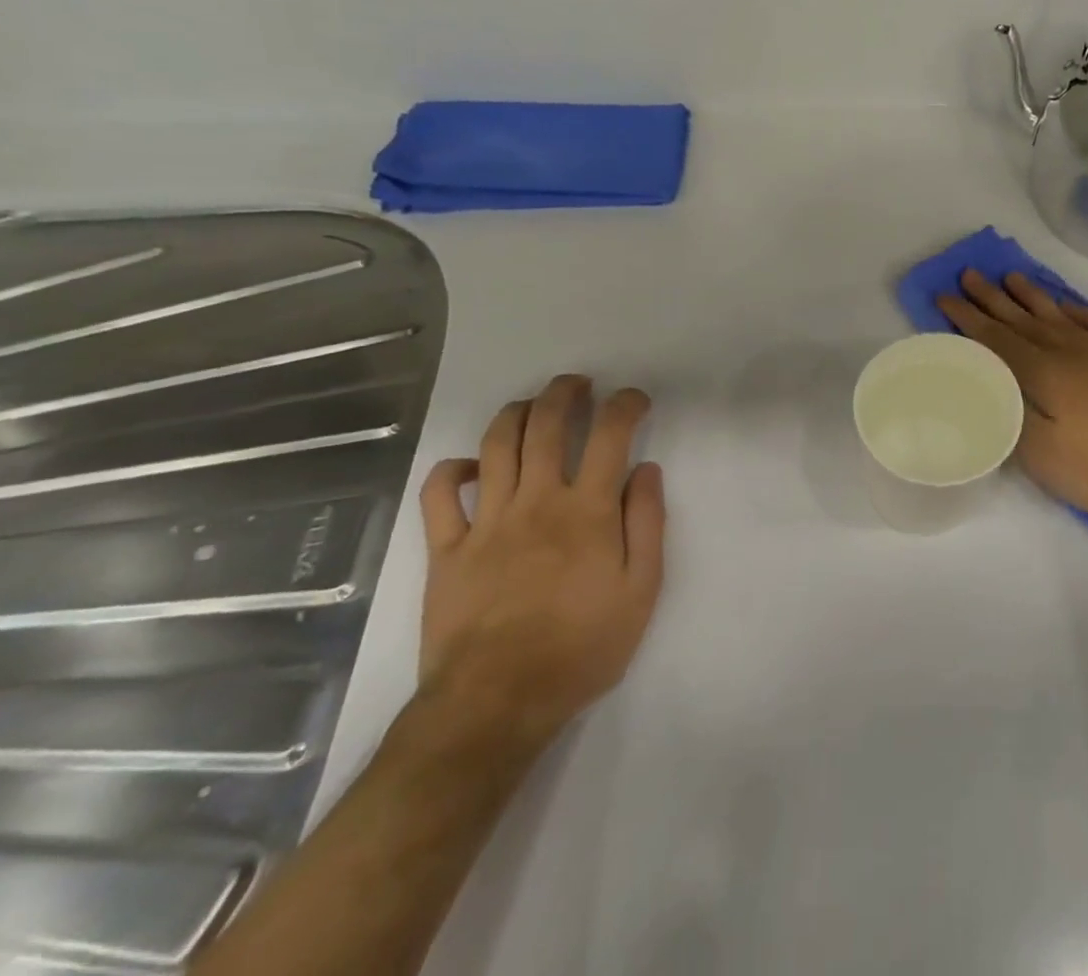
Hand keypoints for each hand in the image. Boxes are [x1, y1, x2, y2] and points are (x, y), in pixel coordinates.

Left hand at [416, 375, 665, 751]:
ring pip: (496, 445)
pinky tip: (472, 466)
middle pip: (546, 425)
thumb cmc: (582, 647)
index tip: (634, 400)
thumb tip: (647, 469)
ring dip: (516, 413)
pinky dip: (453, 469)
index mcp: (588, 509)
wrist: (498, 703)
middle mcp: (536, 501)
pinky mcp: (446, 550)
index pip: (610, 434)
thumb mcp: (641, 590)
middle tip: (579, 385)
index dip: (625, 405)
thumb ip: (648, 523)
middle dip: (565, 393)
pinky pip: (439, 494)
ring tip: (532, 406)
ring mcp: (486, 522)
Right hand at [936, 270, 1087, 525]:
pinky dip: (1074, 309)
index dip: (968, 317)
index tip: (945, 296)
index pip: (996, 338)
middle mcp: (1069, 350)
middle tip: (969, 275)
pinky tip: (1065, 304)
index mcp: (1044, 372)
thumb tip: (989, 382)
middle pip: (1022, 318)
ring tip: (1011, 277)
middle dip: (991, 297)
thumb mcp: (1040, 454)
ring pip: (1057, 313)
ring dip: (1030, 294)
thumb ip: (1010, 412)